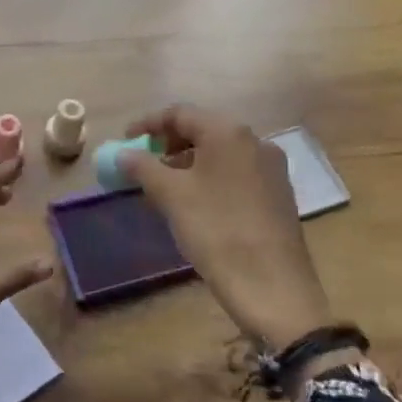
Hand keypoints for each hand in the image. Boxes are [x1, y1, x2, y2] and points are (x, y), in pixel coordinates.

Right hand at [120, 105, 332, 348]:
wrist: (273, 288)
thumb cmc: (216, 231)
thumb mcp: (171, 196)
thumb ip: (143, 167)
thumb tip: (122, 153)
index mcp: (229, 132)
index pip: (180, 113)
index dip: (148, 124)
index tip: (125, 140)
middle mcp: (255, 141)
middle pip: (203, 129)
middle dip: (169, 143)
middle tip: (143, 162)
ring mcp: (272, 168)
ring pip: (220, 153)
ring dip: (188, 162)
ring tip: (164, 186)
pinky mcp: (279, 194)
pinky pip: (236, 173)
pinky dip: (210, 177)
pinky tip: (195, 202)